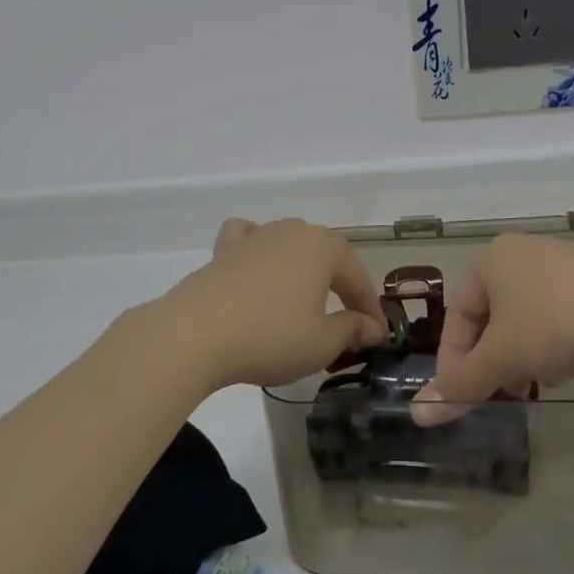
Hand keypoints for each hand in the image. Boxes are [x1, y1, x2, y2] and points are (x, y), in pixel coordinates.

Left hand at [147, 218, 390, 389]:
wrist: (195, 334)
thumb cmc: (270, 337)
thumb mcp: (322, 342)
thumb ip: (353, 329)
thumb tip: (372, 326)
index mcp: (322, 247)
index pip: (357, 278)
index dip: (371, 309)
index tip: (379, 336)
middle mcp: (290, 231)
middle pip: (326, 258)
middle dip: (340, 288)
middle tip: (348, 323)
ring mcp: (254, 237)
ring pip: (289, 246)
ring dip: (303, 271)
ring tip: (305, 301)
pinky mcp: (222, 251)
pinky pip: (248, 240)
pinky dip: (258, 249)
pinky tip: (257, 266)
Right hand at [411, 234, 573, 425]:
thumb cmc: (554, 327)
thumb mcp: (500, 359)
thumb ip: (459, 385)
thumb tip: (418, 414)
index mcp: (490, 259)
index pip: (457, 314)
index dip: (453, 359)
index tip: (460, 395)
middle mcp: (521, 252)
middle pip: (489, 315)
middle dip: (488, 358)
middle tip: (495, 392)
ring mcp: (560, 262)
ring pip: (522, 316)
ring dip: (517, 353)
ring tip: (528, 384)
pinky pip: (555, 313)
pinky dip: (548, 342)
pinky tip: (562, 366)